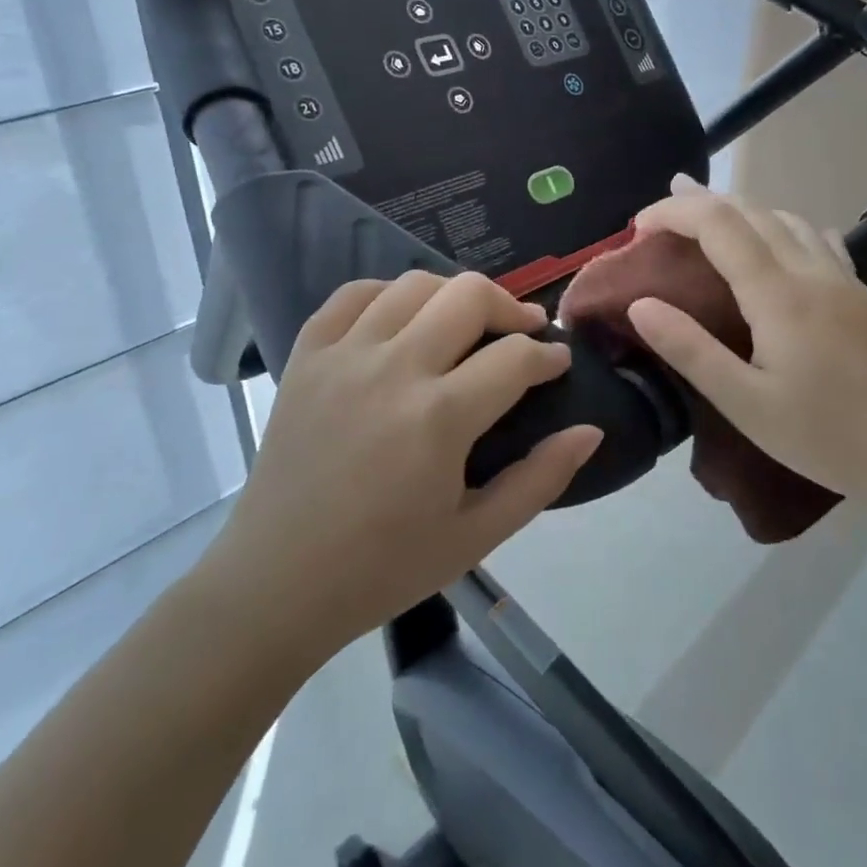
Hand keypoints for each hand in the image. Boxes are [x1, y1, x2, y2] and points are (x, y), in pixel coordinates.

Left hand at [204, 271, 601, 662]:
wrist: (276, 582)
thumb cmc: (383, 568)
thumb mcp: (476, 537)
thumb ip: (541, 479)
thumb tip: (590, 430)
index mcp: (439, 418)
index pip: (514, 357)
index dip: (548, 355)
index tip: (558, 363)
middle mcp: (393, 369)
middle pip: (469, 295)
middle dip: (511, 307)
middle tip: (524, 331)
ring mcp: (344, 355)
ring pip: (415, 284)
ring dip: (454, 295)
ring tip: (467, 323)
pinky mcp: (307, 356)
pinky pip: (353, 294)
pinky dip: (388, 294)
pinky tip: (403, 319)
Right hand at [626, 176, 866, 505]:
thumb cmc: (825, 434)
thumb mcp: (745, 403)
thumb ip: (689, 350)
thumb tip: (639, 304)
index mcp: (777, 292)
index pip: (717, 223)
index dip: (674, 212)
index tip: (638, 228)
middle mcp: (809, 269)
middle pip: (749, 210)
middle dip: (698, 202)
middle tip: (657, 215)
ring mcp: (840, 276)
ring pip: (783, 217)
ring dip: (737, 210)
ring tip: (704, 218)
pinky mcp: (857, 291)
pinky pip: (813, 236)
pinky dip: (778, 225)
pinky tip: (776, 241)